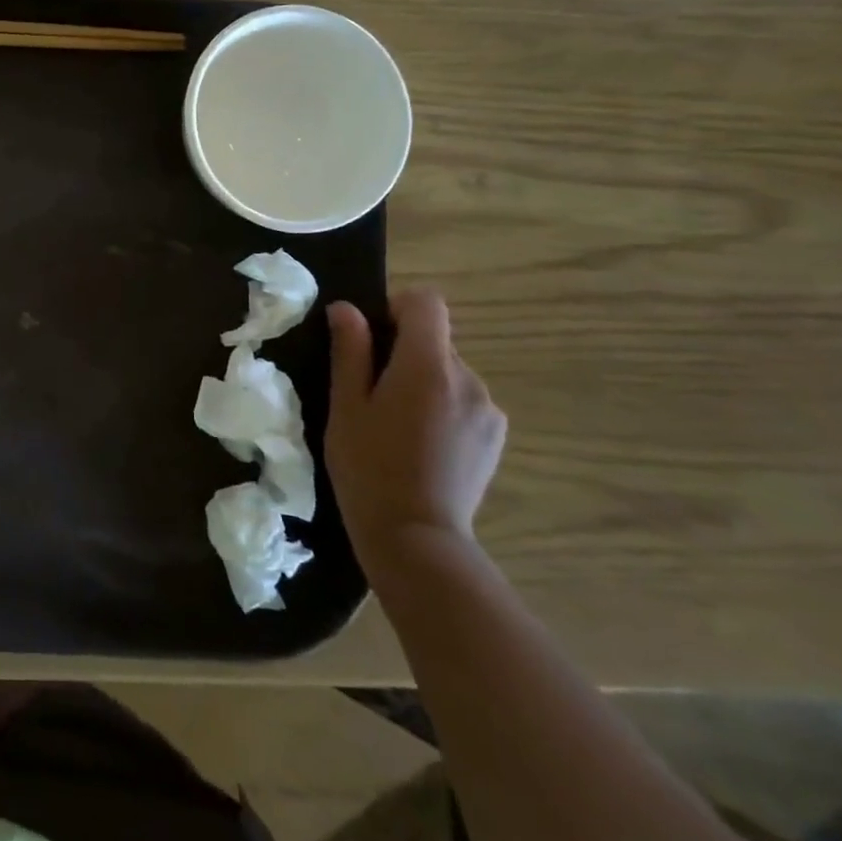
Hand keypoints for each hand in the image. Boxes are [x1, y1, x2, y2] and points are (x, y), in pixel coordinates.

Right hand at [324, 288, 505, 574]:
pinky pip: (464, 401)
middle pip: (435, 340)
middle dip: (402, 353)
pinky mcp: (496, 437)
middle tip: (370, 393)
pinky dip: (441, 408)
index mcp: (427, 365)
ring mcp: (488, 410)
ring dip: (423, 383)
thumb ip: (350, 351)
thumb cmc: (368, 466)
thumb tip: (347, 309)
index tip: (370, 336)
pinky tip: (420, 445)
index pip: (426, 303)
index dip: (396, 307)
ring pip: (448, 373)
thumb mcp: (345, 405)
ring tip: (395, 425)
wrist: (416, 537)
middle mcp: (468, 378)